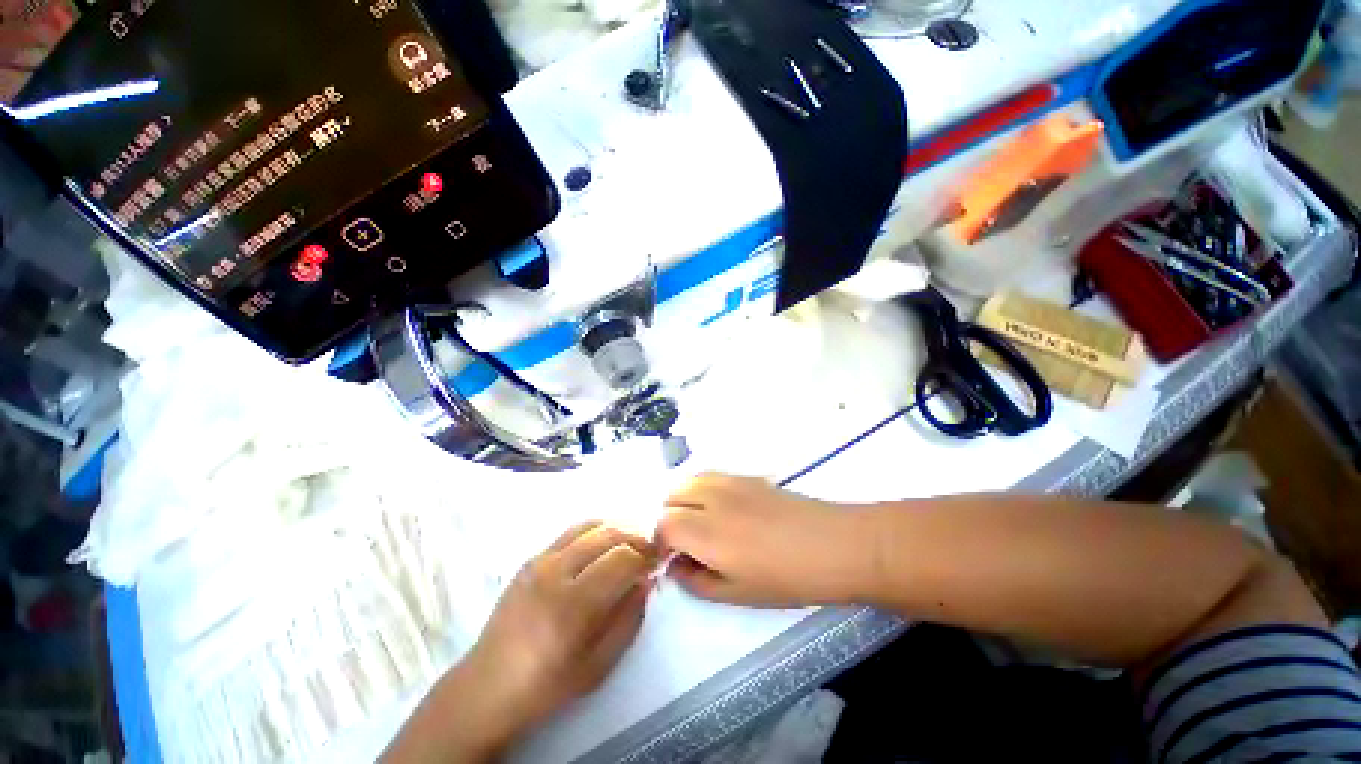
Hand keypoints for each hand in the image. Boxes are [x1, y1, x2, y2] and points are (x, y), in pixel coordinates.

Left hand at [385, 522, 656, 762]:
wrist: (486, 687)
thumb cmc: (546, 685)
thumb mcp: (598, 665)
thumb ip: (629, 619)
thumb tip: (647, 580)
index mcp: (572, 605)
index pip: (622, 560)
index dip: (646, 557)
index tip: (658, 563)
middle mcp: (555, 572)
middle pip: (609, 535)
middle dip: (636, 538)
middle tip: (649, 551)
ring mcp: (539, 561)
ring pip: (591, 526)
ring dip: (617, 530)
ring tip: (628, 546)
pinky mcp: (530, 559)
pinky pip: (570, 532)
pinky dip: (594, 531)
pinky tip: (601, 547)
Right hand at [657, 474, 869, 606]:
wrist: (833, 544)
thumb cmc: (786, 578)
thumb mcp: (737, 594)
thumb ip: (697, 581)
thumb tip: (674, 566)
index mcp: (706, 532)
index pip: (663, 524)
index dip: (660, 542)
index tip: (669, 558)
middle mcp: (711, 499)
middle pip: (671, 497)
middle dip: (669, 519)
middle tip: (684, 544)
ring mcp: (729, 482)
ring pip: (688, 480)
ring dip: (683, 500)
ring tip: (698, 523)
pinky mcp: (746, 476)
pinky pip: (710, 475)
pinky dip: (701, 488)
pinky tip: (719, 508)